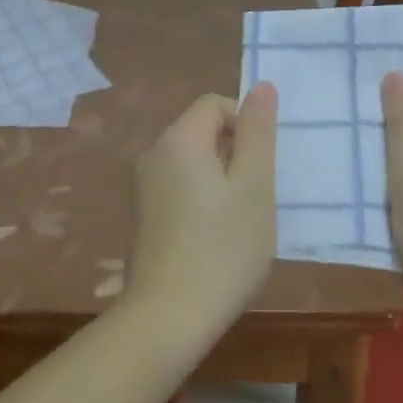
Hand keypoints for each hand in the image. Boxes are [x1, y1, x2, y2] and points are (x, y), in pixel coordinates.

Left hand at [126, 85, 277, 337]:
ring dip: (218, 179)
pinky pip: (176, 185)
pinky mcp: (141, 214)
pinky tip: (212, 238)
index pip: (215, 103)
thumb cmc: (223, 248)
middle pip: (200, 130)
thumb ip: (258, 132)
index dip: (244, 124)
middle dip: (233, 154)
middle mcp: (152, 153)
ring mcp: (142, 185)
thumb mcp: (254, 187)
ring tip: (236, 222)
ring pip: (190, 161)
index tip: (260, 167)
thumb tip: (261, 86)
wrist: (168, 316)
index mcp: (178, 139)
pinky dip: (199, 198)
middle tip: (254, 198)